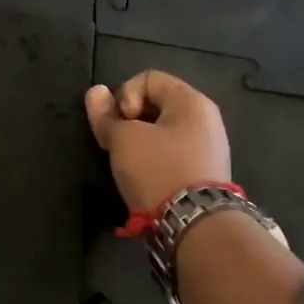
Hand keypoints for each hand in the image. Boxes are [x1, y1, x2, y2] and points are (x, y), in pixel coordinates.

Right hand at [84, 70, 232, 212]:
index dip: (124, 94)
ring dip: (139, 142)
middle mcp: (205, 119)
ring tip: (128, 164)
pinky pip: (172, 154)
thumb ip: (106, 115)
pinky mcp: (204, 174)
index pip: (148, 78)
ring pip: (162, 131)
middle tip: (117, 144)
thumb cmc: (158, 170)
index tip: (121, 123)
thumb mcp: (123, 140)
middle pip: (156, 104)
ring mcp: (208, 148)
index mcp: (191, 101)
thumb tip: (95, 92)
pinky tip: (144, 177)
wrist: (195, 225)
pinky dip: (154, 159)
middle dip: (129, 120)